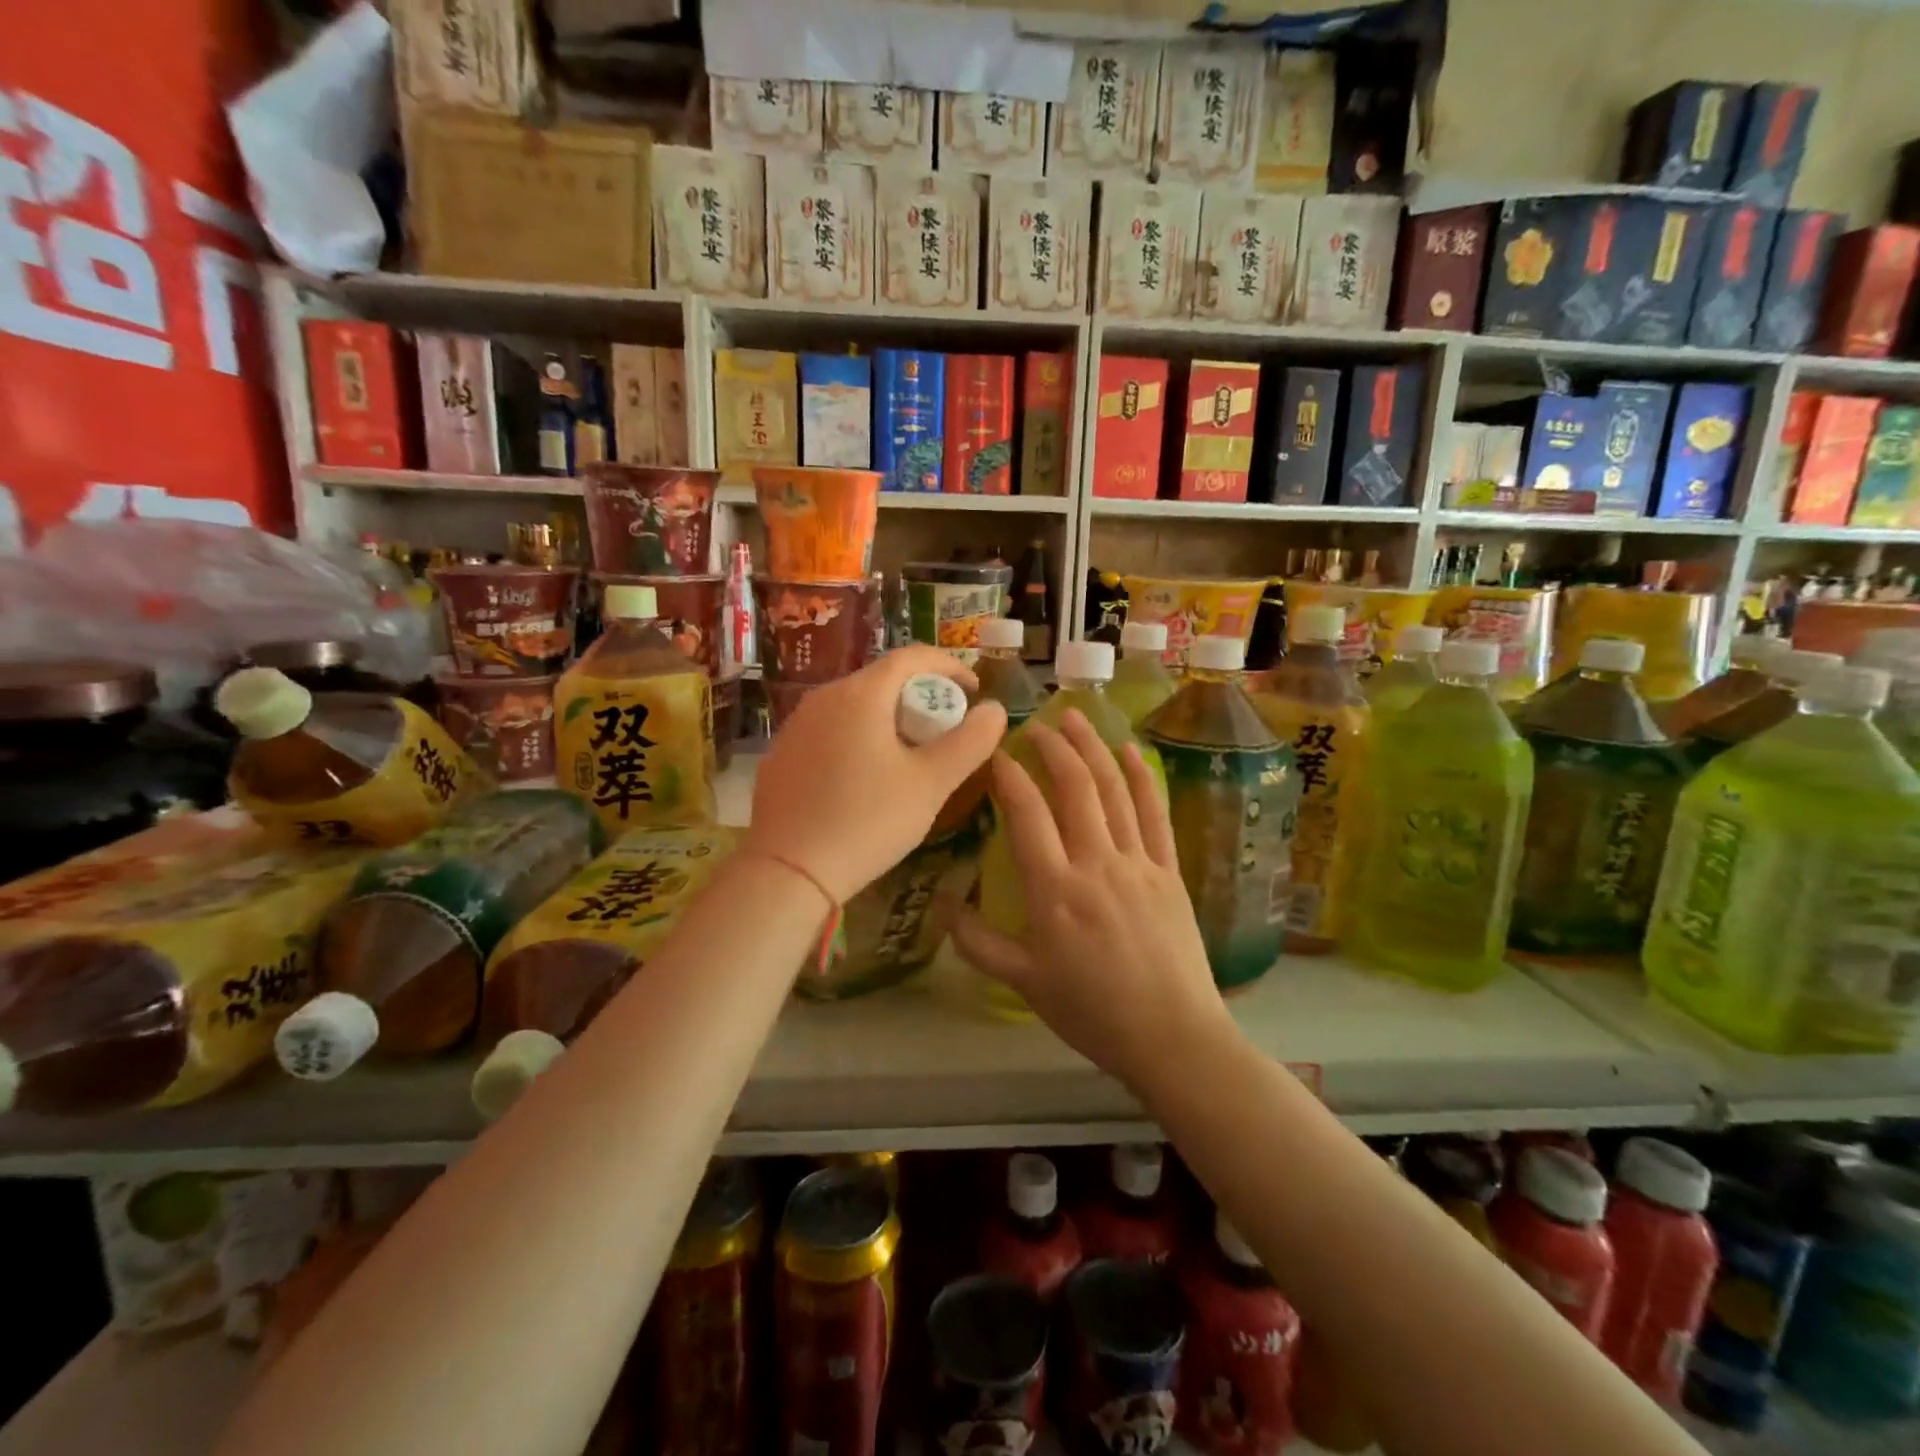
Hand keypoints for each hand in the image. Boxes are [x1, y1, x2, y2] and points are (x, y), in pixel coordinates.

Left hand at [746, 646, 1006, 904]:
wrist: (788, 872)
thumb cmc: (867, 821)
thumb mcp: (931, 784)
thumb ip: (970, 742)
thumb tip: (995, 710)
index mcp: (861, 694)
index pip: (912, 656)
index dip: (950, 666)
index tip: (974, 690)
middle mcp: (823, 697)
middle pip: (882, 679)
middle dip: (921, 696)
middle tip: (945, 731)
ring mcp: (796, 725)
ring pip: (854, 705)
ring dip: (888, 718)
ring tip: (908, 756)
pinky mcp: (781, 753)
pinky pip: (830, 730)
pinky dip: (857, 737)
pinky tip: (864, 778)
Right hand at [949, 710, 1236, 1091]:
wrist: (1172, 1036)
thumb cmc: (1092, 1012)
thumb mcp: (1023, 982)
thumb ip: (978, 943)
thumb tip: (943, 905)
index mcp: (1055, 890)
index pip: (1027, 813)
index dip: (1009, 775)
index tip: (995, 753)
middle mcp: (1096, 863)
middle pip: (1075, 788)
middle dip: (1053, 748)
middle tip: (1035, 723)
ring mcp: (1138, 863)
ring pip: (1114, 790)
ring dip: (1094, 748)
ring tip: (1075, 719)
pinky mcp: (1169, 870)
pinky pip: (1155, 813)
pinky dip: (1142, 777)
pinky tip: (1130, 750)